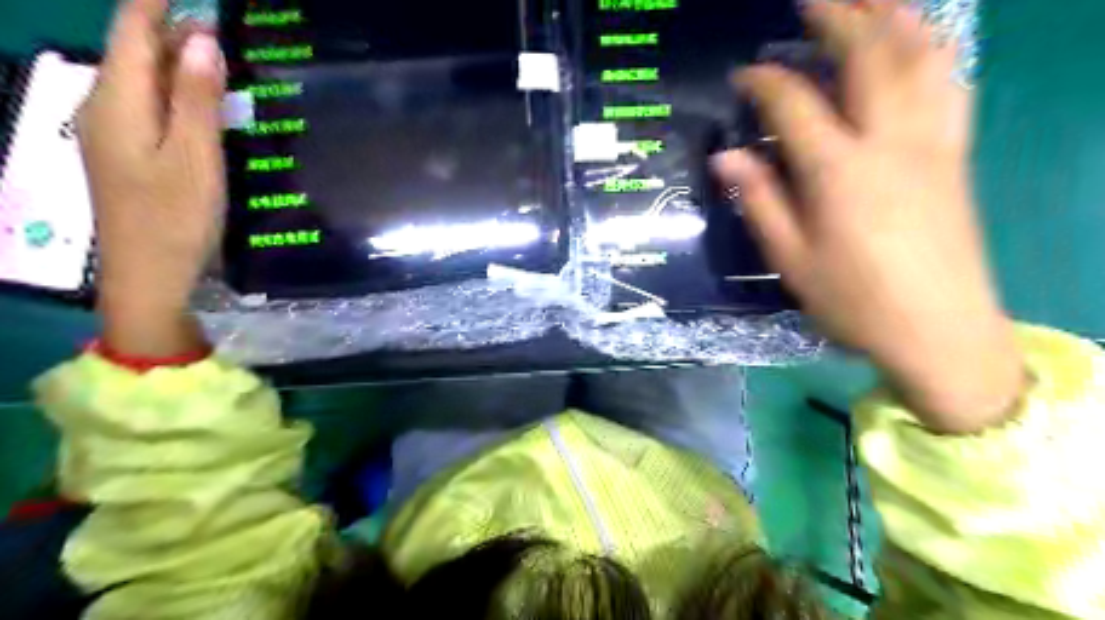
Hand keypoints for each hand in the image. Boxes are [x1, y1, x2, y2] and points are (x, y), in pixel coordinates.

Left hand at [78, 0, 225, 359]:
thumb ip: (196, 99)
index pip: (131, 31)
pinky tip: (201, 100)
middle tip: (221, 24)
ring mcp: (112, 132)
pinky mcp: (126, 153)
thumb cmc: (176, 218)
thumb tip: (202, 39)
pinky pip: (147, 104)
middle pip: (133, 50)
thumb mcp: (196, 158)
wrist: (148, 275)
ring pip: (141, 78)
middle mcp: (105, 107)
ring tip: (219, 56)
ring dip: (175, 60)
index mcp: (119, 102)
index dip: (157, 3)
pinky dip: (175, 90)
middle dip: (170, 28)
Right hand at [713, 1, 1023, 431]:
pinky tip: (919, 42)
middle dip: (837, 17)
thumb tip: (726, 157)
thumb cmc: (854, 301)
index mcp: (839, 171)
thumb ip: (759, 201)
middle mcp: (889, 141)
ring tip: (869, 0)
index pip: (796, 103)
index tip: (743, 74)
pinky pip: (949, 82)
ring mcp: (932, 142)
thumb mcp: (791, 260)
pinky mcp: (956, 153)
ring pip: (919, 56)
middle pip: (868, 56)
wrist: (940, 331)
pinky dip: (932, 49)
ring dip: (892, 18)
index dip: (765, 81)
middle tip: (810, 1)